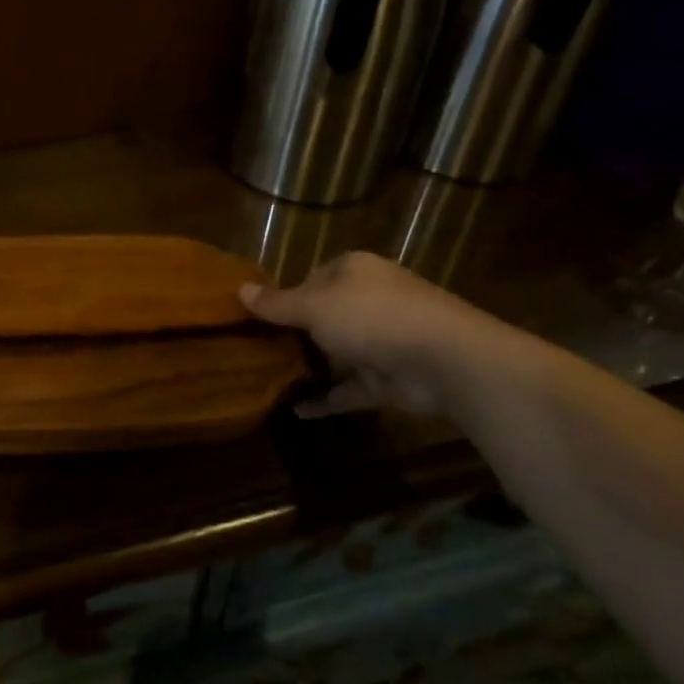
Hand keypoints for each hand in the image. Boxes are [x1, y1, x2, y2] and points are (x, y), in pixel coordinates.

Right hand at [240, 251, 522, 420]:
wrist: (444, 360)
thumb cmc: (371, 317)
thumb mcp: (314, 306)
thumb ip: (277, 304)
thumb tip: (239, 290)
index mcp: (355, 271)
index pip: (315, 277)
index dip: (290, 295)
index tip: (263, 317)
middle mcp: (372, 301)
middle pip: (326, 315)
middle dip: (297, 334)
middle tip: (259, 350)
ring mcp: (385, 341)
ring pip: (339, 353)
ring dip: (312, 367)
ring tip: (271, 380)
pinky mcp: (391, 379)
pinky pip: (351, 388)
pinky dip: (328, 398)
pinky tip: (298, 412)